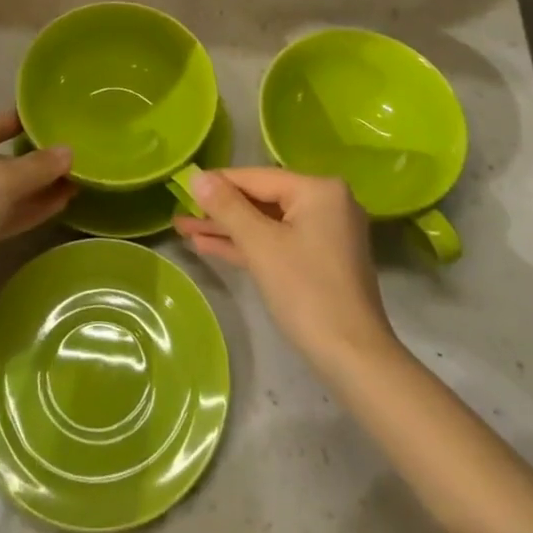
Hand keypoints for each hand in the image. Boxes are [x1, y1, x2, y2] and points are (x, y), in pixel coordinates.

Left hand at [0, 110, 73, 290]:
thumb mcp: (2, 180)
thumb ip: (37, 165)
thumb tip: (69, 152)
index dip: (15, 123)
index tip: (45, 121)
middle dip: (30, 165)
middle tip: (67, 160)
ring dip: (31, 190)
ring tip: (71, 184)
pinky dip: (22, 211)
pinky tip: (57, 206)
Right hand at [175, 168, 396, 376]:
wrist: (352, 357)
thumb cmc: (306, 292)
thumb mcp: (260, 245)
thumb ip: (227, 207)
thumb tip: (197, 175)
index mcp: (318, 189)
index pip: (257, 178)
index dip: (217, 183)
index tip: (182, 185)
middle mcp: (326, 203)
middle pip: (262, 199)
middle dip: (220, 210)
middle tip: (180, 212)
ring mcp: (325, 233)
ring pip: (267, 223)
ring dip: (228, 229)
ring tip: (185, 229)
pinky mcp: (320, 260)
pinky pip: (278, 242)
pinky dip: (248, 246)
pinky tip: (210, 246)